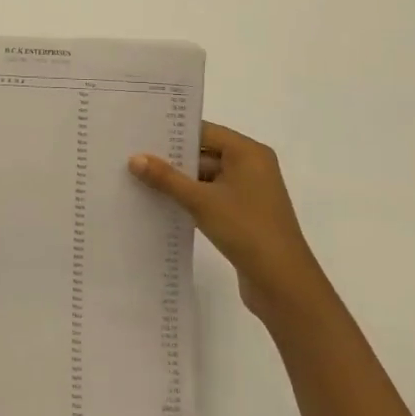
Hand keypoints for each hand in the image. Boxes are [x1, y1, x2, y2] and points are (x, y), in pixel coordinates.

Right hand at [130, 121, 317, 324]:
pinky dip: (189, 199)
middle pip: (204, 153)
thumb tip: (135, 158)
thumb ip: (167, 178)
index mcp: (248, 153)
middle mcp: (251, 166)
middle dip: (171, 158)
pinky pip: (210, 197)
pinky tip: (160, 203)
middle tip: (132, 156)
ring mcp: (248, 192)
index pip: (204, 131)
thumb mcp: (201, 201)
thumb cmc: (246, 230)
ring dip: (178, 182)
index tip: (140, 133)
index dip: (173, 132)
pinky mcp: (243, 214)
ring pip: (205, 178)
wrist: (283, 284)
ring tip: (138, 179)